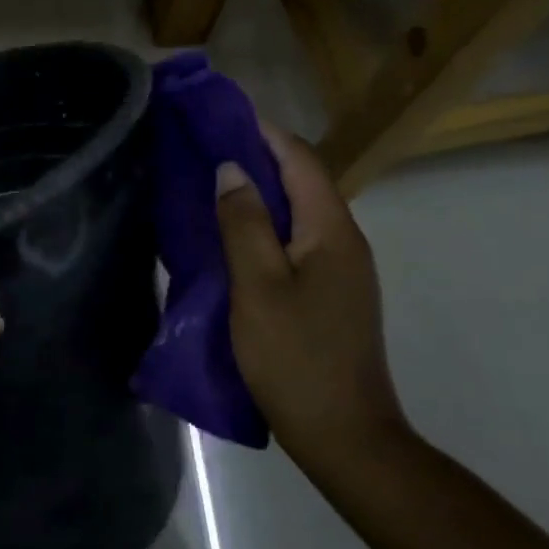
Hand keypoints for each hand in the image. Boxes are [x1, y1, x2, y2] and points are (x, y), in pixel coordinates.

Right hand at [215, 123, 406, 472]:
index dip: (263, 132)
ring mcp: (340, 271)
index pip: (300, 160)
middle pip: (301, 182)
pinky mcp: (329, 295)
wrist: (343, 433)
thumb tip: (232, 170)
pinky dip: (263, 227)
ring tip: (210, 186)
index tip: (220, 115)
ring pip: (297, 214)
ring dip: (258, 193)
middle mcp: (343, 241)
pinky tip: (231, 238)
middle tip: (204, 148)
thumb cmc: (295, 357)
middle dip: (256, 158)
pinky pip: (294, 241)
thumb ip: (243, 224)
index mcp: (332, 231)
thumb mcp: (257, 287)